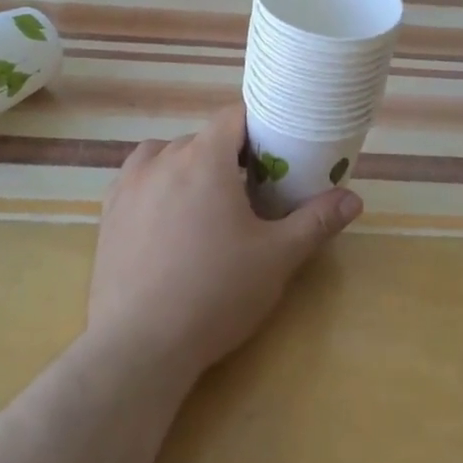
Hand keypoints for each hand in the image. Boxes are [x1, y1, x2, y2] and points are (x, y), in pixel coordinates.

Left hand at [91, 102, 361, 377]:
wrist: (140, 345)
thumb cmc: (216, 293)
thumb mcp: (277, 258)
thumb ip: (316, 220)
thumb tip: (354, 198)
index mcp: (204, 158)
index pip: (233, 117)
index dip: (258, 128)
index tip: (275, 155)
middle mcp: (162, 159)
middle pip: (202, 138)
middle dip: (228, 156)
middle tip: (250, 193)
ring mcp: (129, 184)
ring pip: (165, 155)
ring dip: (188, 167)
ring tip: (205, 205)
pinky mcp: (108, 212)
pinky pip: (138, 179)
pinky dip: (157, 185)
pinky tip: (168, 221)